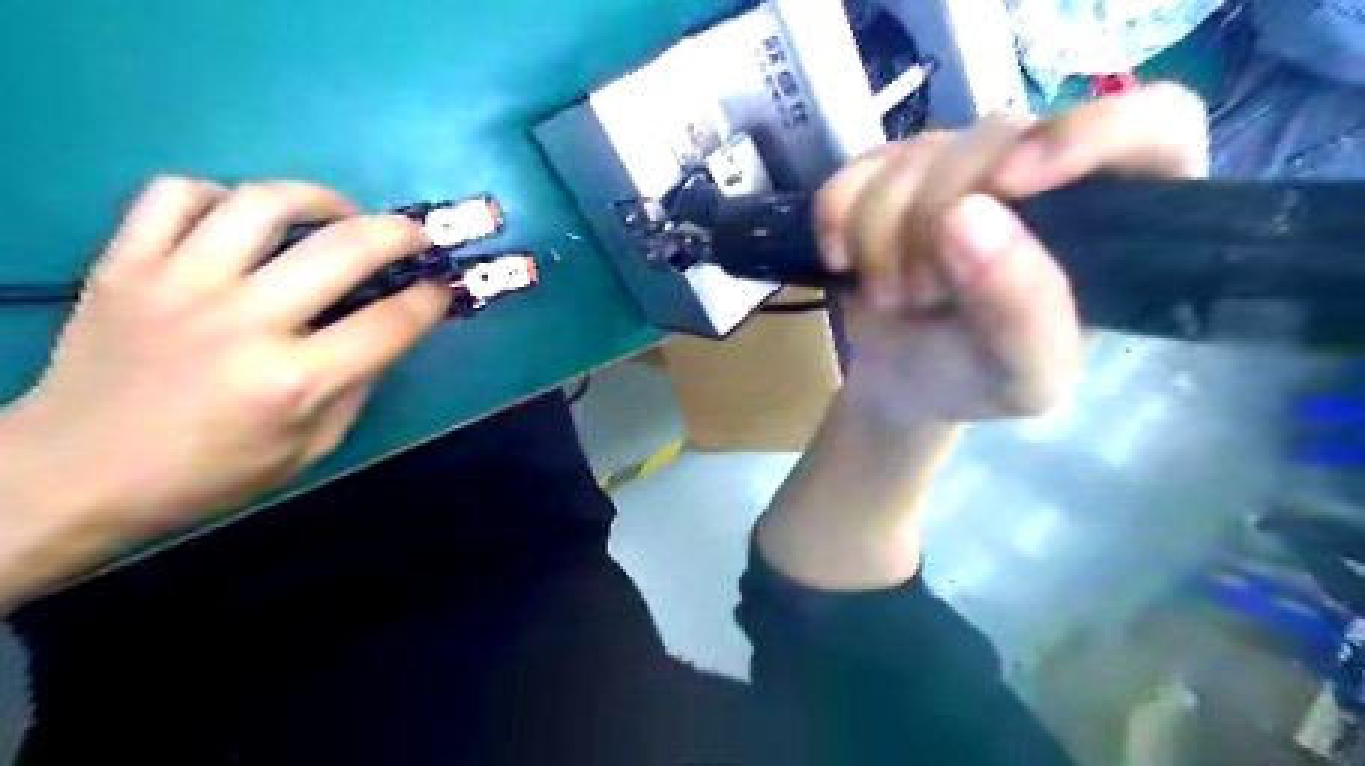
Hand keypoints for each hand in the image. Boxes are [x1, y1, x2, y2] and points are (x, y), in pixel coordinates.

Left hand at [2, 172, 449, 534]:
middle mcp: (244, 322)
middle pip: (345, 249)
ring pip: (264, 204)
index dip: (431, 299)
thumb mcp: (310, 448)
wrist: (71, 474)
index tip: (443, 287)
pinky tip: (244, 219)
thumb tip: (384, 334)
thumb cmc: (209, 474)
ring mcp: (178, 285)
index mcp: (295, 381)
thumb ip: (355, 386)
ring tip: (340, 213)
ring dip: (321, 199)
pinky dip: (222, 195)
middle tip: (416, 235)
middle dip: (401, 234)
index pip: (391, 322)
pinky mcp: (124, 265)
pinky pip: (176, 194)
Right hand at [810, 85, 1201, 429]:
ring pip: (915, 154)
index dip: (1082, 136)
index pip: (1150, 122)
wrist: (898, 383)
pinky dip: (837, 220)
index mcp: (1113, 217)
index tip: (1007, 186)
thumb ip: (1022, 310)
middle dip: (934, 225)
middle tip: (922, 296)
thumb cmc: (973, 382)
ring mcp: (960, 163)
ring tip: (894, 295)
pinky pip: (856, 168)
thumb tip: (966, 217)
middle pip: (996, 137)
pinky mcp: (892, 170)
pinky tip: (846, 262)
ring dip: (881, 238)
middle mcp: (1042, 171)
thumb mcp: (1022, 378)